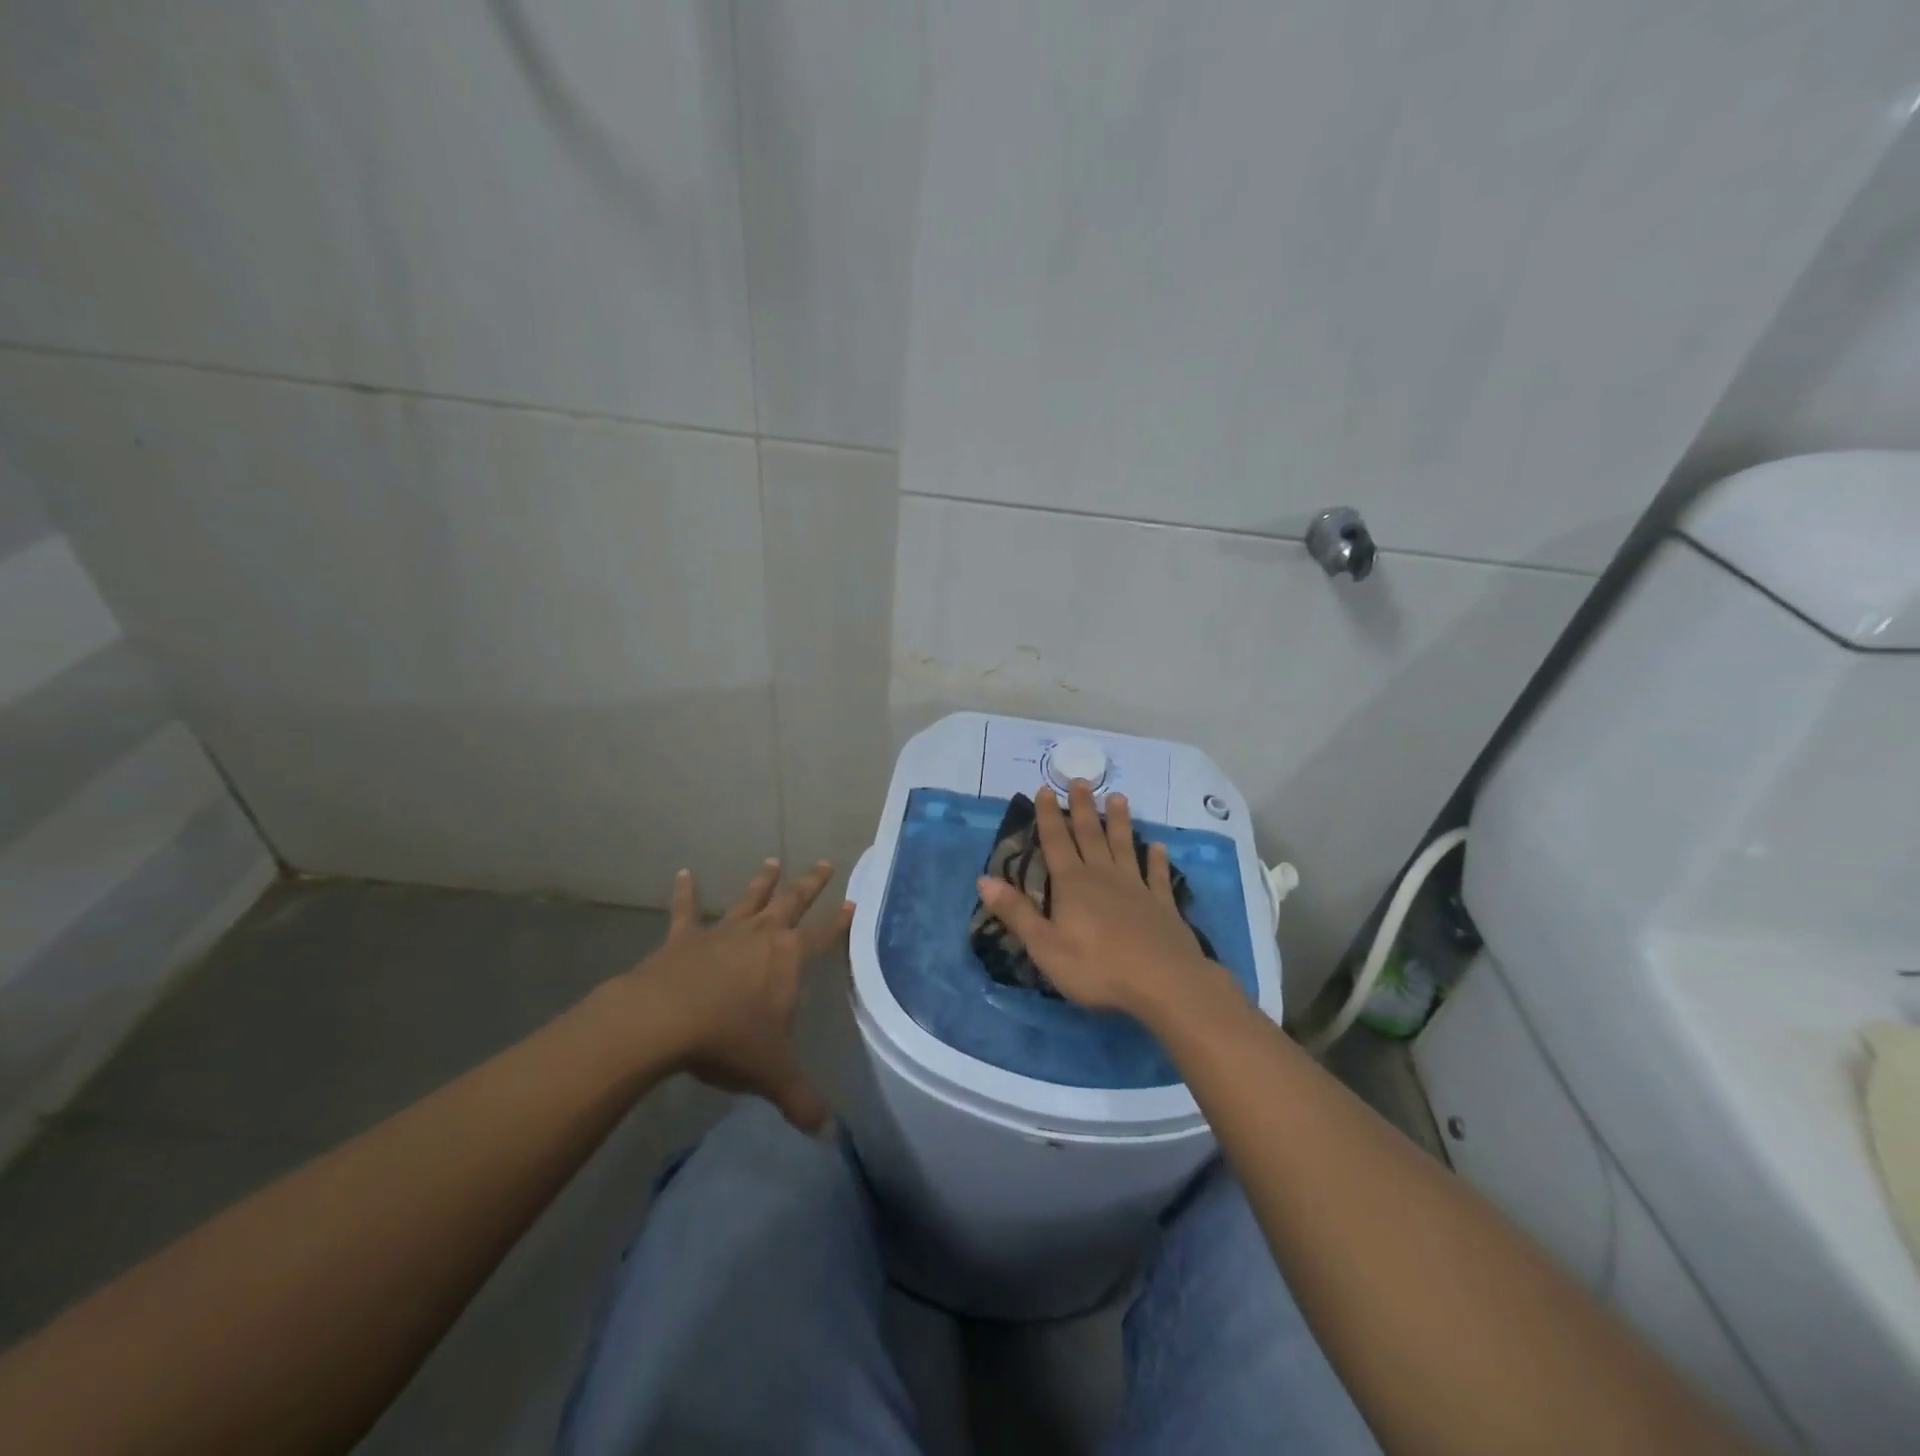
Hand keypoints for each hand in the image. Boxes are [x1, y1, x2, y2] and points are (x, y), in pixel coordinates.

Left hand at [622, 858, 851, 1131]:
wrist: (663, 1020)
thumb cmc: (728, 1040)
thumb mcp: (772, 1074)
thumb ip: (801, 1100)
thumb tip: (828, 1134)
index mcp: (789, 958)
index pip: (825, 936)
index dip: (841, 921)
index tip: (854, 902)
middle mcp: (762, 936)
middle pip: (793, 902)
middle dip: (810, 884)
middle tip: (824, 862)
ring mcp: (723, 932)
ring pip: (749, 899)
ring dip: (762, 881)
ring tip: (772, 860)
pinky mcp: (685, 938)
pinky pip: (687, 910)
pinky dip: (686, 892)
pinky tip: (683, 873)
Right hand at [976, 781, 1221, 1019]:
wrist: (1163, 982)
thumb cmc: (1097, 967)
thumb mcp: (1045, 946)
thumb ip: (1016, 912)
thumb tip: (984, 880)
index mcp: (1073, 884)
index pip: (1056, 842)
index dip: (1048, 816)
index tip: (1045, 789)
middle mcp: (1103, 876)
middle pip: (1090, 835)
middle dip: (1083, 807)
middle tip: (1081, 780)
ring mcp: (1136, 888)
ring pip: (1125, 846)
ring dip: (1119, 822)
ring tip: (1118, 797)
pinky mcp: (1162, 905)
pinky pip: (1158, 876)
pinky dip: (1157, 860)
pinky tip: (1158, 847)